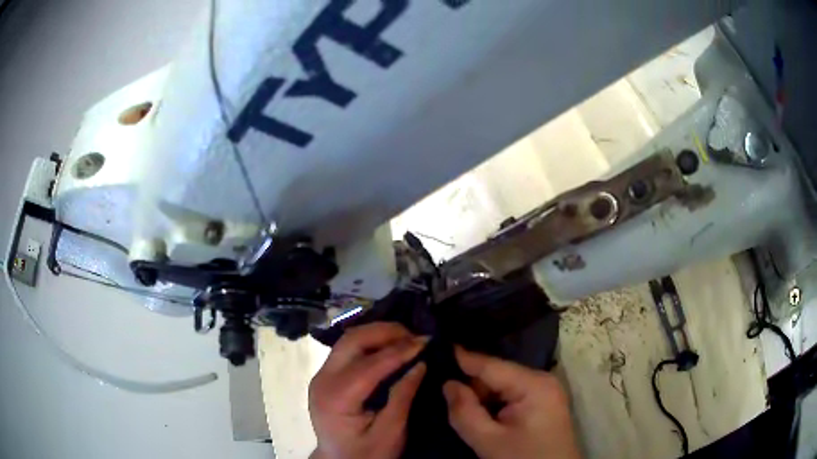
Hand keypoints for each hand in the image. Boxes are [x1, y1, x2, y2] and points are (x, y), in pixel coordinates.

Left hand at [309, 323, 426, 458]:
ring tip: (407, 338)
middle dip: (387, 332)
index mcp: (336, 398)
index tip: (427, 340)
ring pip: (349, 340)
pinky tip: (390, 346)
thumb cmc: (366, 454)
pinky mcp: (326, 375)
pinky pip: (348, 349)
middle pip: (353, 340)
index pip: (369, 364)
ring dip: (378, 333)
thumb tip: (420, 363)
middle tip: (417, 336)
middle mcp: (323, 379)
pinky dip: (371, 342)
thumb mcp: (390, 433)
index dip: (400, 349)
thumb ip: (402, 397)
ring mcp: (321, 375)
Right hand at [443, 347, 580, 458]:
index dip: (462, 358)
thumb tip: (448, 384)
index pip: (491, 365)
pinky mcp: (543, 402)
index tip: (435, 348)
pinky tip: (481, 413)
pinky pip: (512, 394)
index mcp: (533, 384)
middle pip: (497, 374)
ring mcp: (545, 390)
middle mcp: (542, 379)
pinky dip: (494, 403)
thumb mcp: (489, 441)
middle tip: (444, 394)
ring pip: (503, 385)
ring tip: (460, 406)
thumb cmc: (524, 458)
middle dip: (472, 384)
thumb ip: (465, 412)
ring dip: (482, 396)